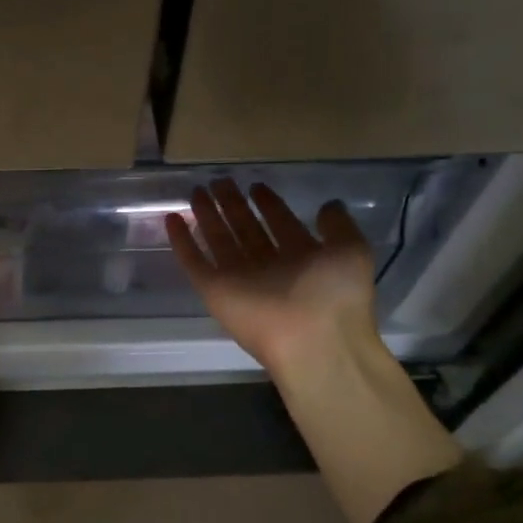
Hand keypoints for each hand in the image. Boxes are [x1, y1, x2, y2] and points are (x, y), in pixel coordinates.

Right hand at [167, 179, 379, 379]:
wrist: (312, 340)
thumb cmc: (335, 294)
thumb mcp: (350, 250)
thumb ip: (338, 226)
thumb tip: (327, 205)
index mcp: (301, 258)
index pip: (280, 224)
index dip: (268, 204)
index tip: (255, 185)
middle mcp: (269, 267)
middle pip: (246, 229)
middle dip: (233, 205)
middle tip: (219, 182)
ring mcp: (239, 279)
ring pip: (219, 241)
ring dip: (207, 217)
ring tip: (196, 191)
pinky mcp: (214, 290)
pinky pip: (194, 262)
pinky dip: (181, 241)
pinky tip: (171, 218)